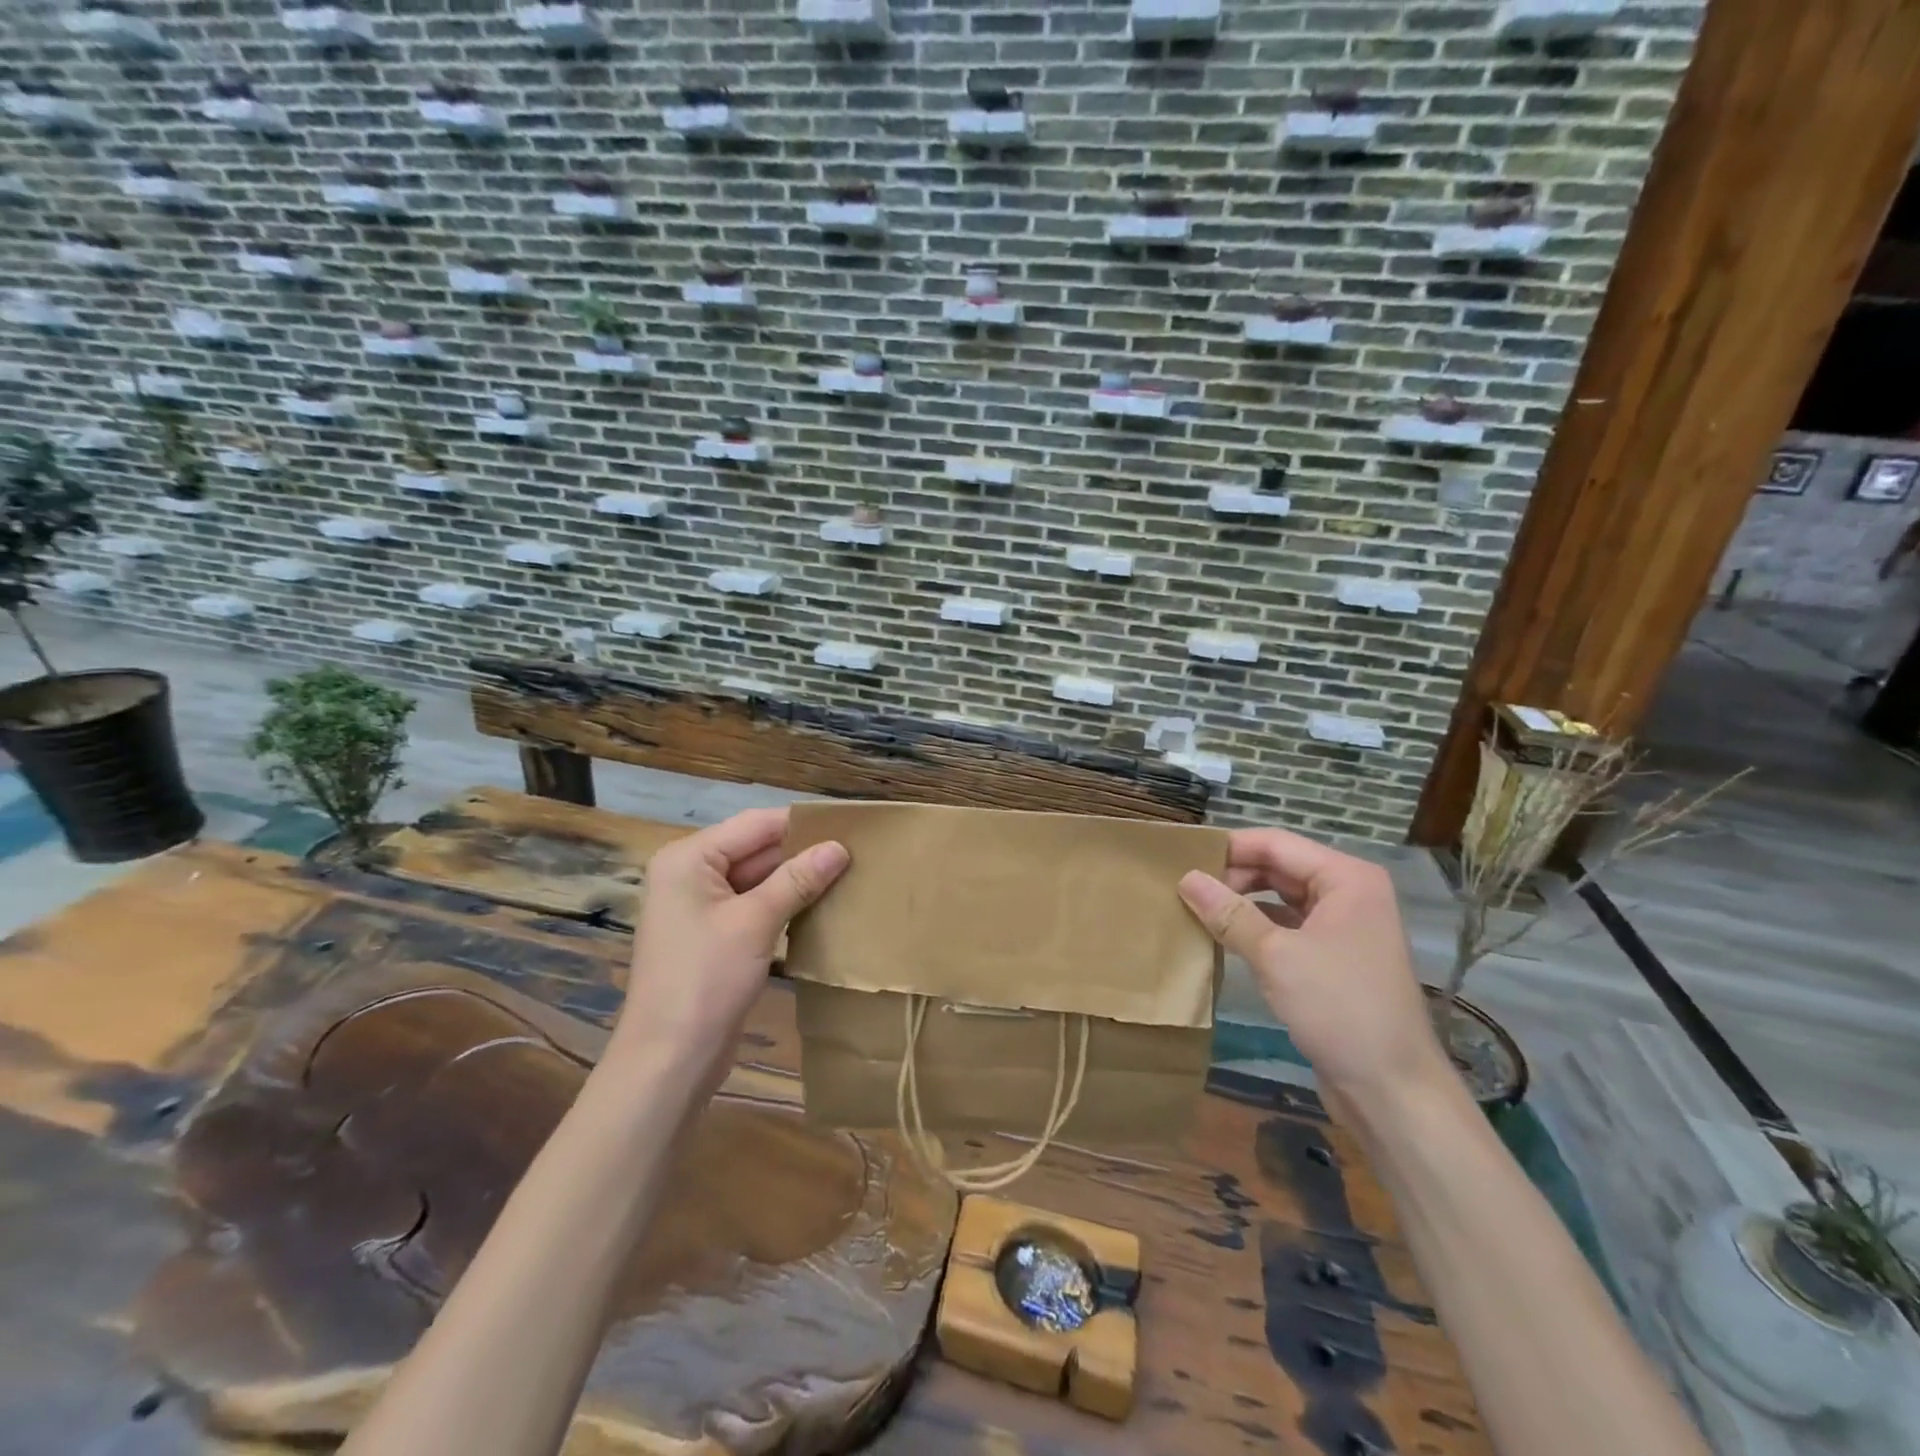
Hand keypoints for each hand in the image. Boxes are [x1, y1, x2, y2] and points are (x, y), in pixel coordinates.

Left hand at [616, 807, 848, 1076]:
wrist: (669, 1059)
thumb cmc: (706, 980)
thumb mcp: (756, 922)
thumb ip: (798, 879)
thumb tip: (840, 847)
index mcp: (689, 858)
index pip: (756, 824)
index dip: (802, 824)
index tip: (850, 826)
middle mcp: (691, 874)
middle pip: (756, 849)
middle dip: (802, 853)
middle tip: (857, 854)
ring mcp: (700, 906)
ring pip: (759, 879)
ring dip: (797, 880)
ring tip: (849, 876)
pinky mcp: (714, 935)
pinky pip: (754, 906)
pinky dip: (784, 905)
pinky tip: (822, 907)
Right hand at [1178, 828, 1452, 1116]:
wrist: (1392, 1091)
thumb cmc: (1340, 1009)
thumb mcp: (1276, 956)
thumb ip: (1229, 913)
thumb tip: (1185, 878)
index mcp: (1346, 878)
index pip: (1276, 844)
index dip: (1228, 848)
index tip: (1180, 858)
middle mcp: (1348, 893)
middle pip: (1278, 867)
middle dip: (1232, 875)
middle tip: (1181, 887)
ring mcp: (1342, 927)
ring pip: (1279, 898)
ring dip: (1240, 902)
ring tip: (1193, 908)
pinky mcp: (1332, 958)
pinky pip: (1285, 928)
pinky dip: (1254, 928)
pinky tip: (1221, 937)